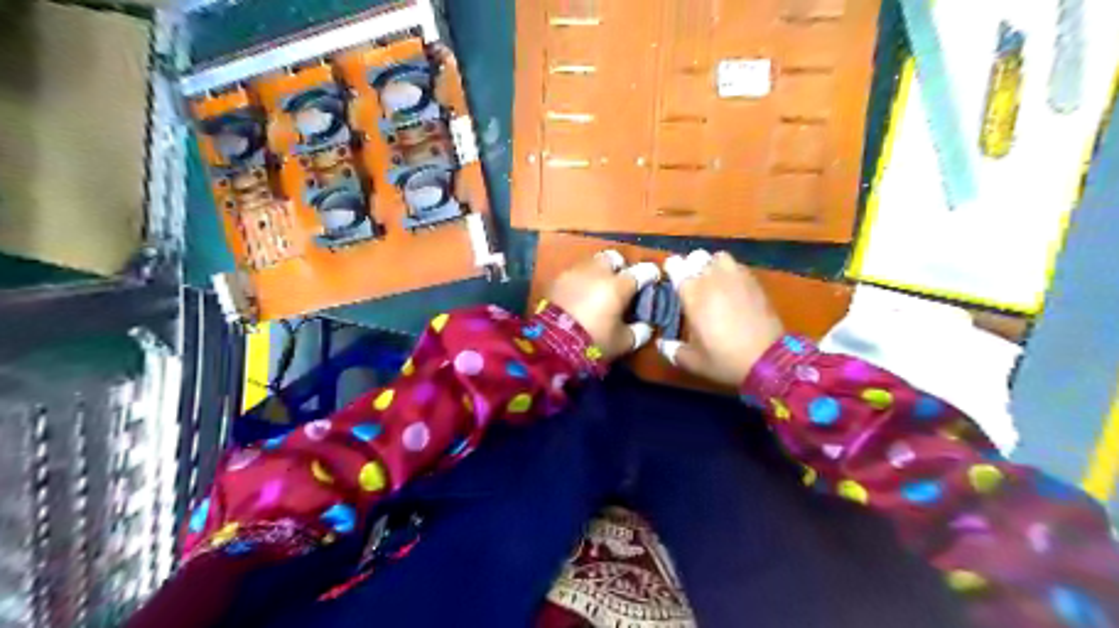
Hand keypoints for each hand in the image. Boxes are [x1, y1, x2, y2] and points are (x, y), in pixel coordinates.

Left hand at [546, 249, 658, 357]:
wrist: (552, 343)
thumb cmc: (593, 341)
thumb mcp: (623, 342)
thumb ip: (639, 332)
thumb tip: (646, 326)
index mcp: (619, 285)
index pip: (642, 271)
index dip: (651, 274)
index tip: (654, 279)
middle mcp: (598, 272)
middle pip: (614, 258)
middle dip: (620, 266)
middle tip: (621, 282)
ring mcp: (575, 273)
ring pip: (592, 263)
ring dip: (598, 272)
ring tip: (598, 289)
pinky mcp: (557, 280)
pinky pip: (574, 274)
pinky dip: (580, 281)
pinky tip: (579, 295)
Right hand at [657, 251, 780, 386]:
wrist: (769, 359)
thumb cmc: (724, 359)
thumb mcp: (693, 361)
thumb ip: (673, 350)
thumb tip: (662, 344)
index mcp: (692, 292)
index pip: (675, 265)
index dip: (671, 269)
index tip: (671, 279)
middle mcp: (712, 278)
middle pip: (697, 256)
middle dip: (692, 266)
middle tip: (692, 282)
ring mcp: (736, 277)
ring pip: (719, 256)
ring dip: (713, 265)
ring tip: (713, 281)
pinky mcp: (754, 281)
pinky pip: (738, 266)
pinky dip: (731, 272)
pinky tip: (732, 289)